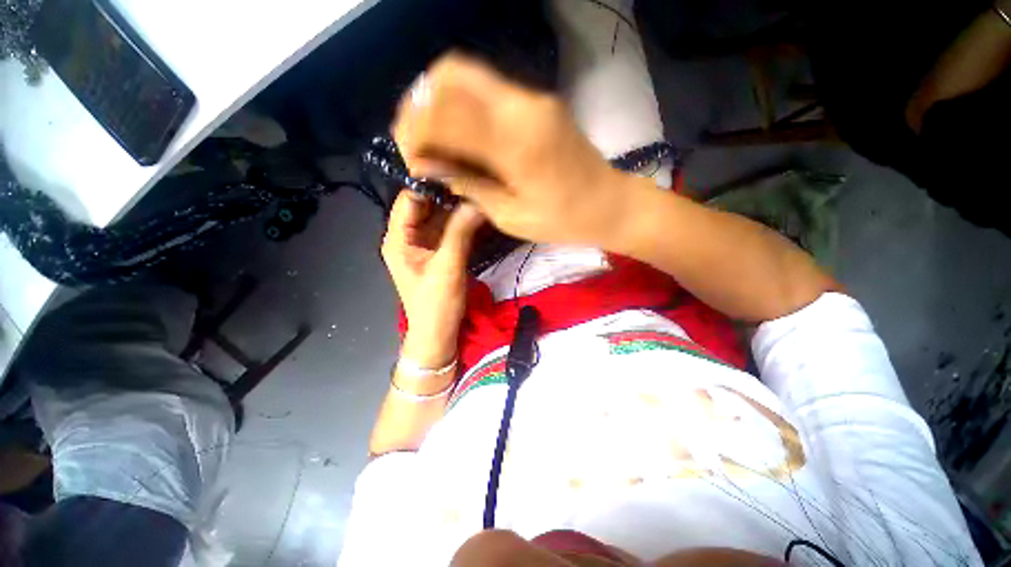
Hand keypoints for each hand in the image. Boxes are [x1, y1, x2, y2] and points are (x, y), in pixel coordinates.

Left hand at [381, 191, 484, 366]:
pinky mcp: (438, 253)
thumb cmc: (436, 303)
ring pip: (440, 218)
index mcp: (398, 238)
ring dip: (457, 208)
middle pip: (426, 206)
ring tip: (480, 192)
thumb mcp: (447, 267)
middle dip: (448, 195)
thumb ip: (460, 233)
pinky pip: (449, 231)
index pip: (410, 199)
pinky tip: (477, 214)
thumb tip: (477, 202)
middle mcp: (408, 237)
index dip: (431, 184)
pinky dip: (461, 223)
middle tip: (474, 179)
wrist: (438, 333)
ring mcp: (424, 245)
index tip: (458, 171)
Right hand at [393, 53, 639, 247]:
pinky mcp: (538, 103)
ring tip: (435, 139)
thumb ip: (468, 184)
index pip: (443, 114)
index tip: (409, 157)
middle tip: (416, 140)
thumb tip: (431, 165)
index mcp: (514, 142)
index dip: (415, 130)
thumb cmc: (562, 220)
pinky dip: (464, 106)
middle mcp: (521, 106)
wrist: (609, 204)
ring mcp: (532, 99)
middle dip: (421, 105)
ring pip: (468, 76)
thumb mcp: (509, 215)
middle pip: (451, 75)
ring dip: (441, 102)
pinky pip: (489, 91)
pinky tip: (462, 135)